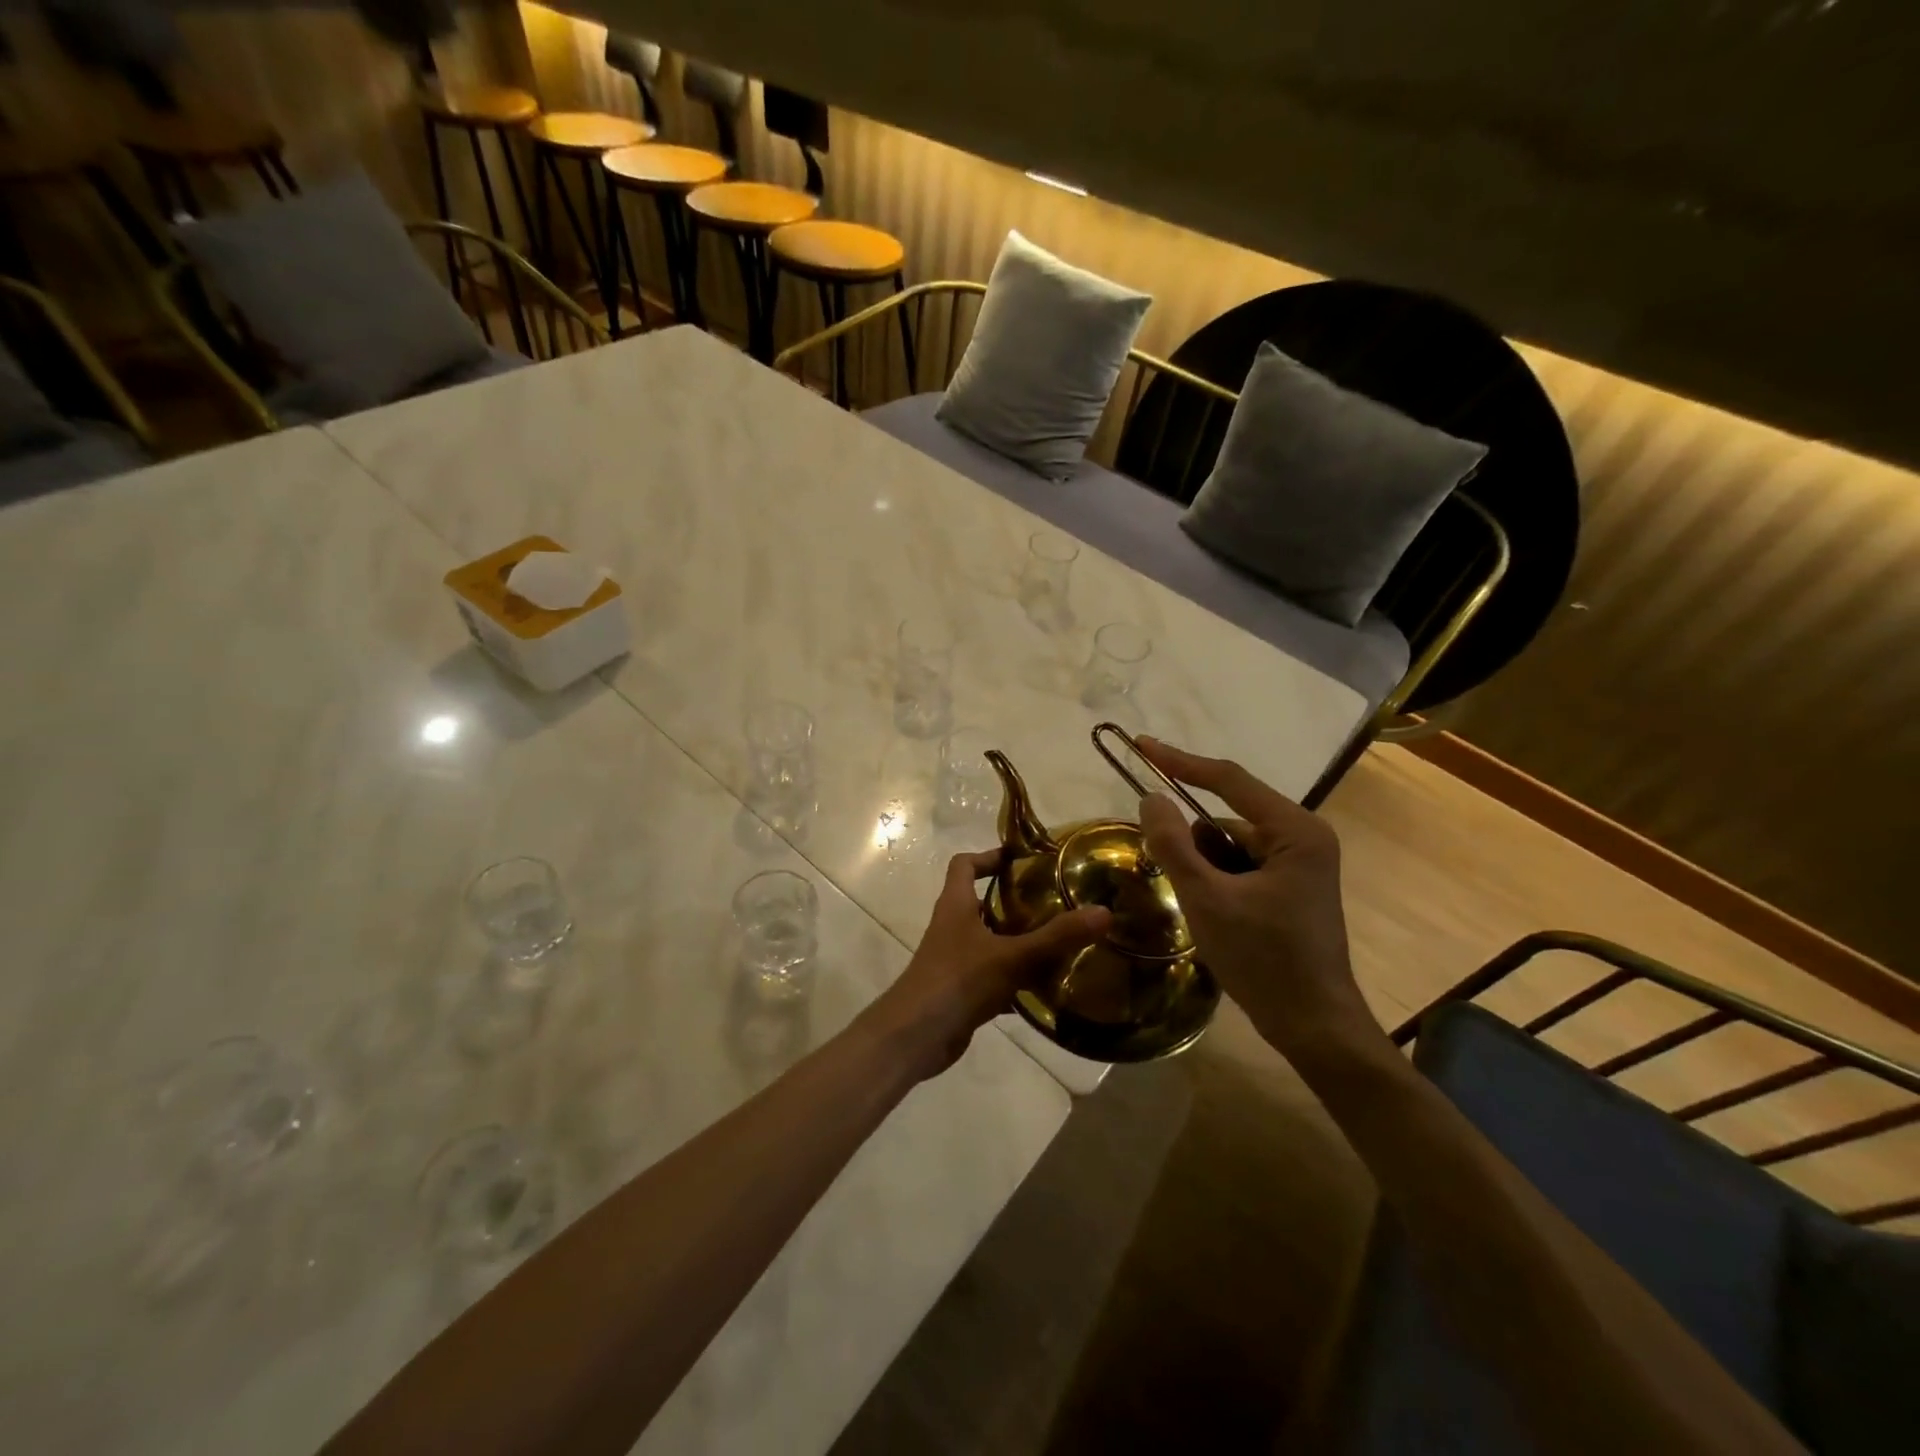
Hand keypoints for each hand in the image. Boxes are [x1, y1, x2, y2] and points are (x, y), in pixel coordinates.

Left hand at [861, 850, 1110, 1079]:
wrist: (914, 1037)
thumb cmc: (957, 981)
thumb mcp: (1012, 956)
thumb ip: (1057, 937)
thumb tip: (1103, 912)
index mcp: (955, 905)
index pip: (964, 865)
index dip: (988, 856)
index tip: (1022, 860)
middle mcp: (952, 927)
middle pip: (981, 902)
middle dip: (1015, 901)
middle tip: (1056, 902)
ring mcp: (955, 960)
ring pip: (991, 941)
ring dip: (1019, 941)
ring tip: (1060, 942)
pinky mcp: (961, 991)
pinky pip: (993, 976)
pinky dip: (1016, 980)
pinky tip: (1046, 989)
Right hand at [1134, 738, 1371, 1058]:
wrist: (1314, 1026)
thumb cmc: (1264, 960)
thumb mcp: (1207, 900)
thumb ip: (1174, 845)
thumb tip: (1150, 797)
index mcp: (1295, 830)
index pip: (1228, 780)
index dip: (1180, 762)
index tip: (1140, 746)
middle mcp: (1302, 836)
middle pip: (1226, 818)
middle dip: (1193, 845)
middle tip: (1176, 879)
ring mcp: (1299, 863)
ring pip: (1229, 845)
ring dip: (1204, 868)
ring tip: (1203, 910)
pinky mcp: (1290, 886)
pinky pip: (1240, 865)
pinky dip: (1217, 881)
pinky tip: (1216, 917)